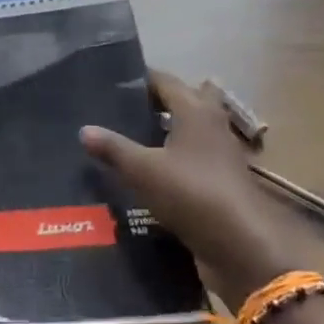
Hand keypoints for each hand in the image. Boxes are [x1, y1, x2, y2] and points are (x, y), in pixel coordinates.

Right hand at [79, 70, 293, 297]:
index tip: (112, 83)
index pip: (165, 81)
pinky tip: (149, 171)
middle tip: (122, 110)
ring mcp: (220, 154)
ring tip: (130, 138)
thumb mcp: (142, 170)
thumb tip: (84, 129)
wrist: (239, 243)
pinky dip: (172, 157)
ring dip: (165, 131)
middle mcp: (212, 125)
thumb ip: (113, 148)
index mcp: (195, 110)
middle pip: (183, 101)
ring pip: (189, 130)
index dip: (140, 79)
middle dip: (156, 102)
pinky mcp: (220, 180)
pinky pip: (192, 157)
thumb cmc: (191, 192)